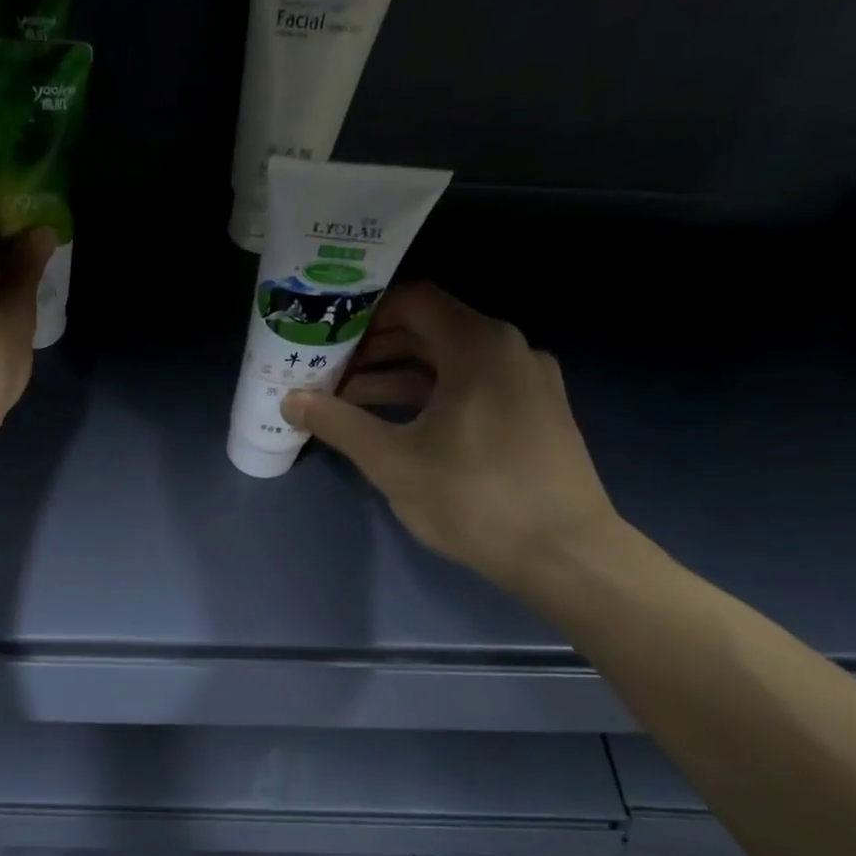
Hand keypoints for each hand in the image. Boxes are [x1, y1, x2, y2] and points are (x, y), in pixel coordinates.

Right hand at [282, 282, 621, 590]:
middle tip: (324, 371)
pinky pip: (470, 388)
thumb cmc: (474, 497)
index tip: (324, 332)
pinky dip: (428, 397)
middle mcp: (508, 350)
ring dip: (395, 378)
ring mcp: (525, 382)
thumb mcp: (393, 461)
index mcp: (479, 346)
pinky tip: (393, 426)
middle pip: (428, 331)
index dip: (364, 313)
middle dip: (372, 351)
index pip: (413, 300)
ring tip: (345, 403)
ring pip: (448, 364)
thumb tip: (289, 401)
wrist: (565, 554)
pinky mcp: (532, 413)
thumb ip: (338, 424)